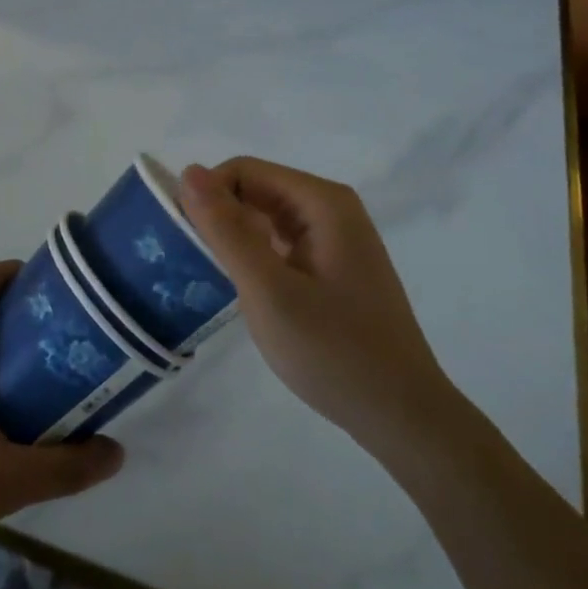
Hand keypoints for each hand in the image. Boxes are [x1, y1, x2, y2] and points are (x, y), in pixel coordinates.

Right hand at [179, 158, 457, 464]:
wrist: (402, 417)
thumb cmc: (334, 351)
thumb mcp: (268, 290)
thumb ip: (226, 229)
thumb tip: (188, 171)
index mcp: (322, 202)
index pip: (245, 171)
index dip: (208, 196)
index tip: (184, 239)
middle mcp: (331, 209)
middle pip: (256, 190)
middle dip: (221, 217)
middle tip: (195, 264)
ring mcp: (335, 239)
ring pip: (266, 218)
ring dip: (236, 240)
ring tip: (214, 279)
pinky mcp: (333, 266)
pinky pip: (281, 243)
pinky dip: (256, 258)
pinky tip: (246, 292)